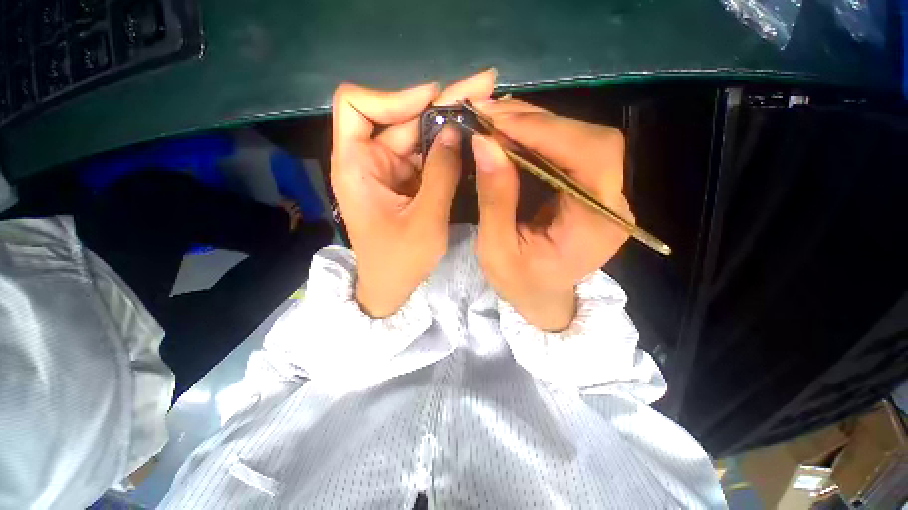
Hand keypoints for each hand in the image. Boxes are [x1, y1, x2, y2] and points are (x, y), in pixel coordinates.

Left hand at [331, 70, 495, 316]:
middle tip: (483, 87)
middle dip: (440, 103)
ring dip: (448, 123)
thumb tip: (455, 131)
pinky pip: (425, 156)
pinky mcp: (404, 182)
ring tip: (485, 108)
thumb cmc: (401, 262)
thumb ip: (441, 174)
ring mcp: (389, 171)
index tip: (433, 99)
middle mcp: (369, 162)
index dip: (394, 96)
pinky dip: (447, 147)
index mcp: (356, 167)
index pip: (356, 106)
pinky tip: (472, 138)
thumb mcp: (426, 221)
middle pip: (400, 118)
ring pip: (417, 135)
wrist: (391, 287)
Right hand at [472, 99, 632, 330]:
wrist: (542, 296)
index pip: (590, 157)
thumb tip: (484, 143)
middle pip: (592, 140)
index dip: (546, 131)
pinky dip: (539, 136)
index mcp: (595, 227)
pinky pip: (570, 150)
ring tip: (496, 120)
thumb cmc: (519, 283)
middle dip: (539, 122)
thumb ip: (495, 199)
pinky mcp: (591, 189)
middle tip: (491, 115)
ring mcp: (605, 194)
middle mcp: (612, 205)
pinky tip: (512, 133)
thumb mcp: (496, 250)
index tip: (498, 120)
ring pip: (582, 138)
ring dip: (537, 124)